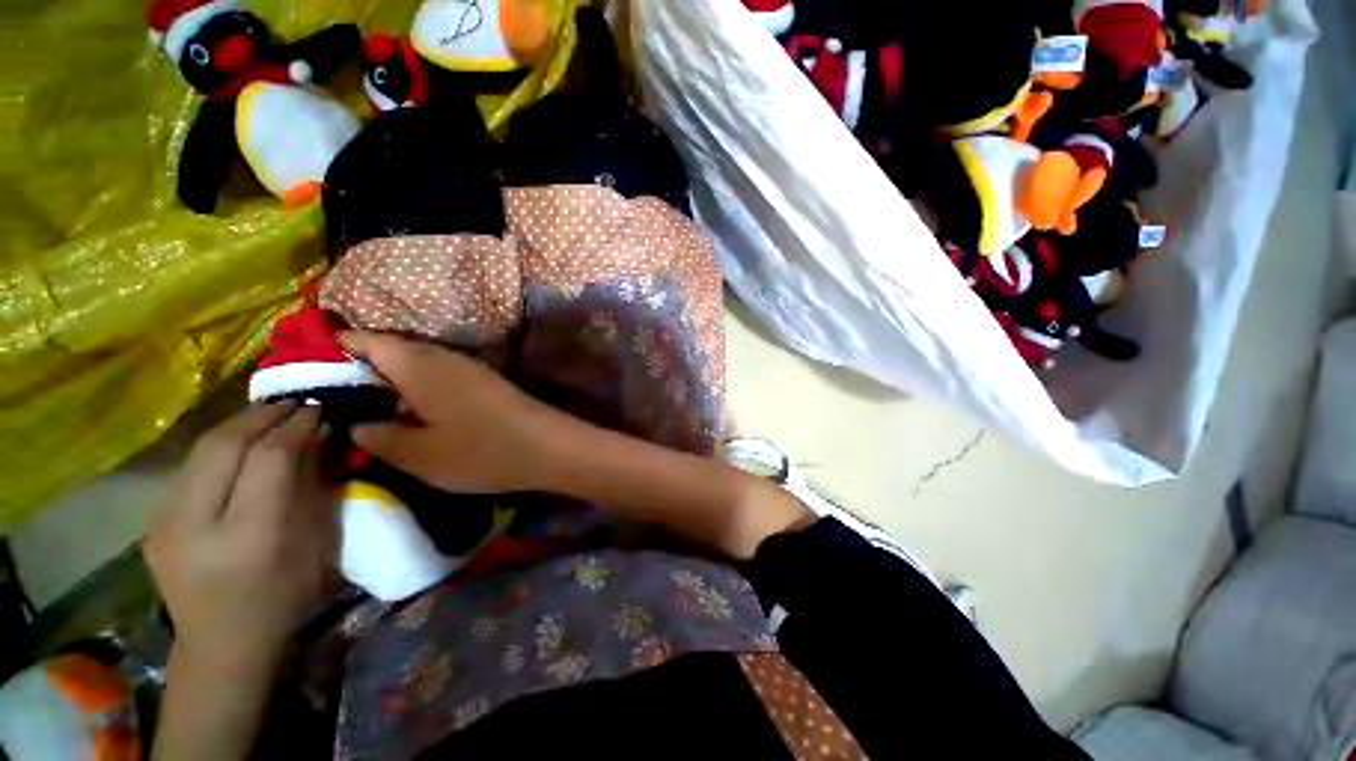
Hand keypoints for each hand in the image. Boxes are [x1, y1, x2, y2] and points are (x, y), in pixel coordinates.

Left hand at [145, 403, 337, 676]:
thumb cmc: (284, 596)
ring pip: (198, 451)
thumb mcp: (313, 542)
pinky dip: (218, 448)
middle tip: (292, 404)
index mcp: (248, 537)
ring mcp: (164, 523)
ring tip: (267, 418)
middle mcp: (195, 525)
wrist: (222, 643)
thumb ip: (311, 485)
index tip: (317, 409)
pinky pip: (188, 469)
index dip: (294, 427)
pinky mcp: (152, 522)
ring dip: (237, 427)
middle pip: (223, 446)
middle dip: (261, 416)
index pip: (267, 459)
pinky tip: (238, 448)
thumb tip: (315, 437)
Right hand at [340, 331, 561, 493]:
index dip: (327, 349)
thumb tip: (353, 423)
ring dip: (385, 382)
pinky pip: (436, 377)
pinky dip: (413, 390)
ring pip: (413, 365)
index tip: (299, 370)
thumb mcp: (417, 454)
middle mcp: (442, 356)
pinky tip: (406, 415)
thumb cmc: (482, 450)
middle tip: (323, 398)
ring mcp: (466, 368)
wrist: (549, 447)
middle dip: (353, 370)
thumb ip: (375, 436)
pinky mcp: (482, 383)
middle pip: (387, 350)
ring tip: (357, 410)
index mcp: (417, 363)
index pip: (361, 340)